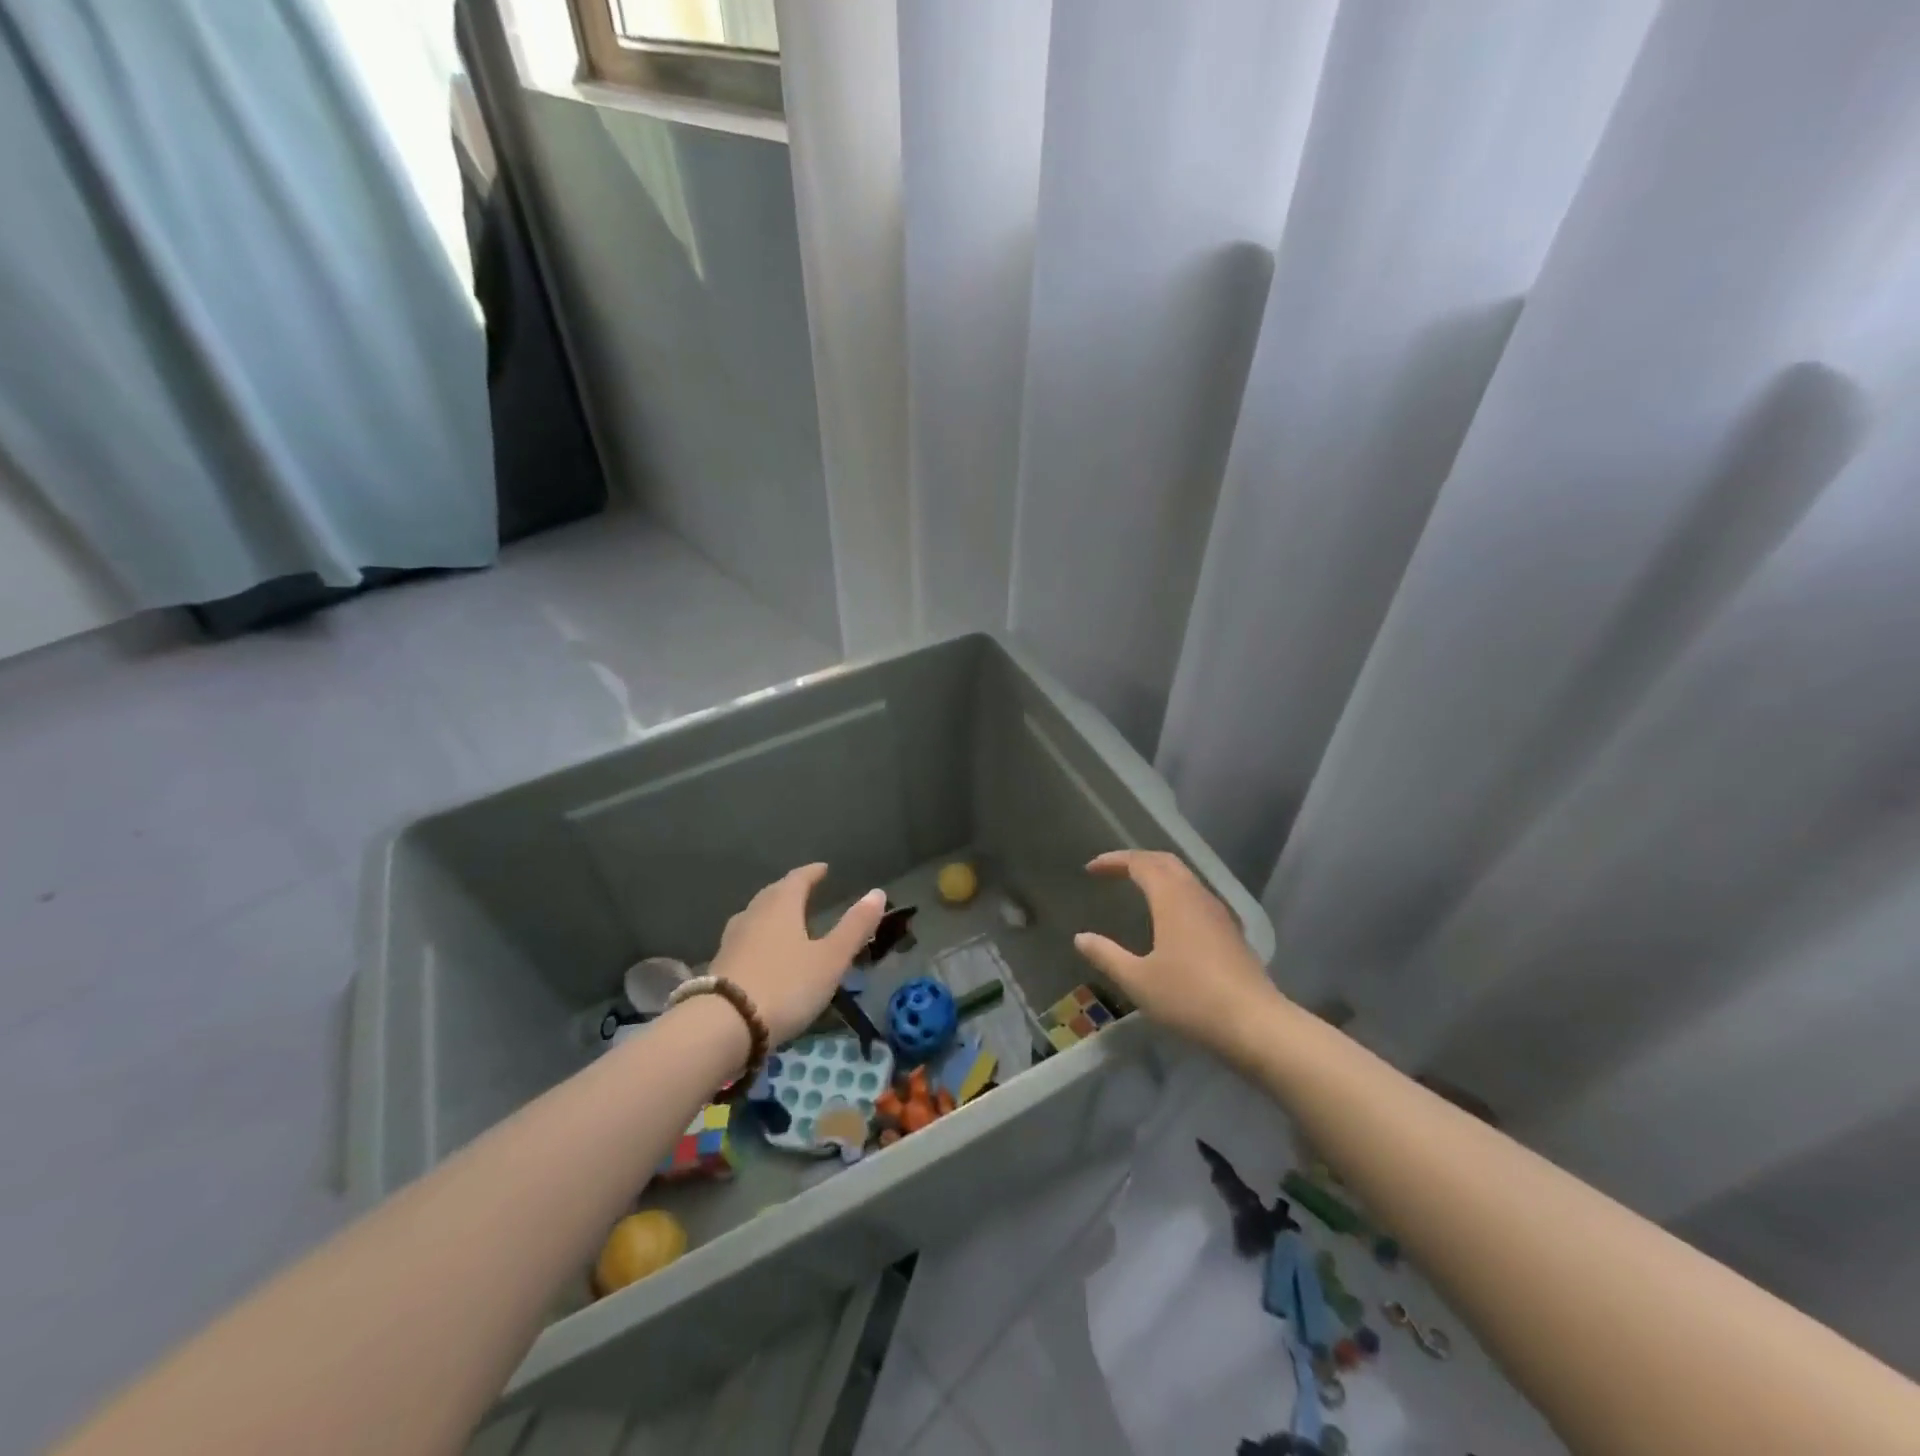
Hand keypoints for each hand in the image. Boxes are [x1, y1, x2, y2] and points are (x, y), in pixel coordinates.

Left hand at [709, 864, 886, 1044]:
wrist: (723, 1025)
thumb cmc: (785, 985)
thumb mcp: (830, 959)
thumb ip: (854, 927)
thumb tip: (878, 892)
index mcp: (781, 906)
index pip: (798, 879)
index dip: (812, 872)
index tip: (823, 868)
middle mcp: (753, 915)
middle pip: (772, 894)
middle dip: (790, 889)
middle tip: (804, 890)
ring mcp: (732, 940)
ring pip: (754, 916)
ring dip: (770, 912)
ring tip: (783, 919)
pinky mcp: (719, 965)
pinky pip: (743, 939)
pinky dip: (757, 937)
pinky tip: (760, 952)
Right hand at [1073, 849, 1277, 1053]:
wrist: (1256, 1025)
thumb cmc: (1190, 998)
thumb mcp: (1138, 980)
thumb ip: (1107, 955)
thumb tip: (1081, 938)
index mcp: (1172, 898)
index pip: (1140, 863)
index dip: (1114, 861)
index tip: (1091, 869)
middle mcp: (1197, 896)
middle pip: (1166, 862)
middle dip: (1137, 860)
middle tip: (1113, 871)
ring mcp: (1219, 913)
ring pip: (1185, 878)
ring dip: (1159, 875)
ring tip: (1137, 888)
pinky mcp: (1231, 932)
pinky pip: (1197, 897)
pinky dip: (1175, 893)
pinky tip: (1169, 918)